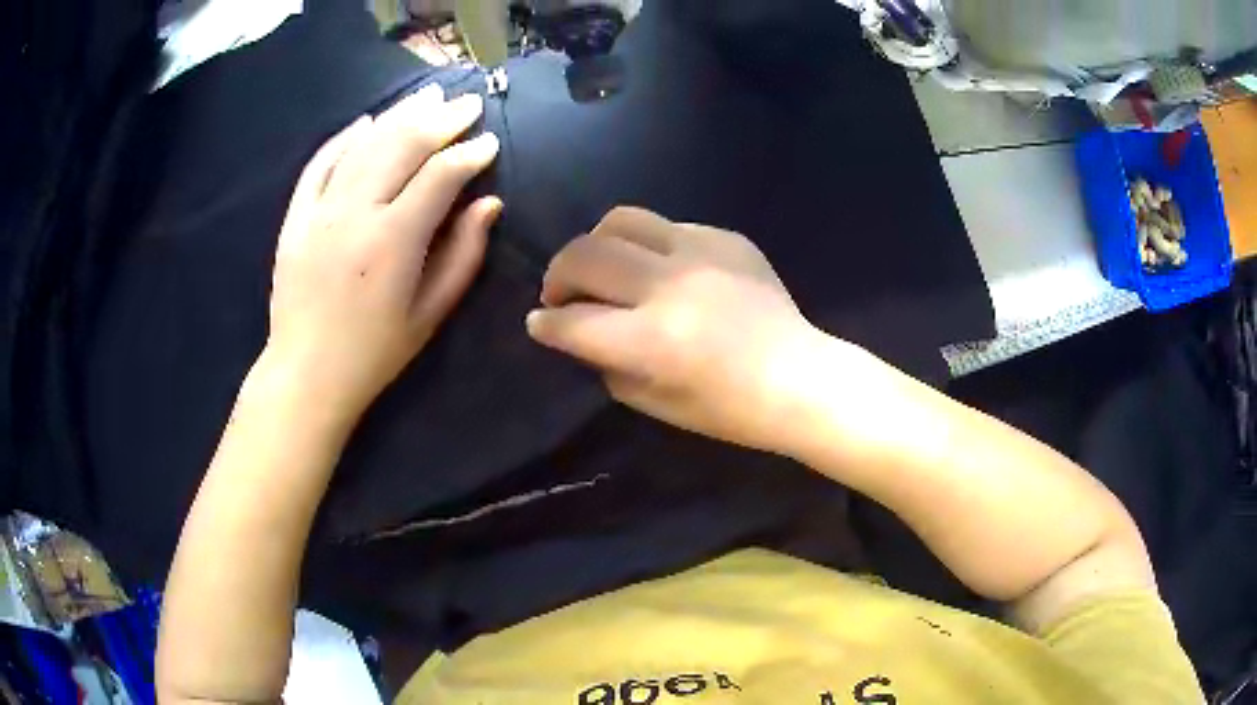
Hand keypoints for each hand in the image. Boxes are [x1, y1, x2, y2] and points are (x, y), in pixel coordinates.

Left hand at [264, 84, 501, 418]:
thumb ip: (463, 254)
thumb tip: (488, 204)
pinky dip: (344, 138)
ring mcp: (319, 211)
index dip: (469, 154)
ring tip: (428, 96)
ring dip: (399, 116)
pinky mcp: (295, 217)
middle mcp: (355, 213)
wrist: (307, 373)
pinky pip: (319, 163)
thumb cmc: (375, 352)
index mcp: (394, 240)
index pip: (440, 176)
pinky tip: (366, 121)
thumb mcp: (430, 313)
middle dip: (440, 119)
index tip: (489, 143)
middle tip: (467, 103)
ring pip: (364, 145)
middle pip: (402, 146)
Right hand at [527, 207, 828, 453]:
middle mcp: (669, 285)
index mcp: (650, 340)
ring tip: (603, 266)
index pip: (572, 321)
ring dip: (597, 243)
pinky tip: (661, 269)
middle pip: (585, 255)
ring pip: (621, 219)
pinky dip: (648, 246)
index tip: (540, 323)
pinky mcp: (725, 238)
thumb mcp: (655, 403)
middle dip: (557, 275)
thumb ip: (607, 364)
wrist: (799, 377)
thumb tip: (581, 333)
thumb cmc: (729, 409)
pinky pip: (668, 227)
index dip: (545, 324)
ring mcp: (700, 252)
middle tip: (562, 293)